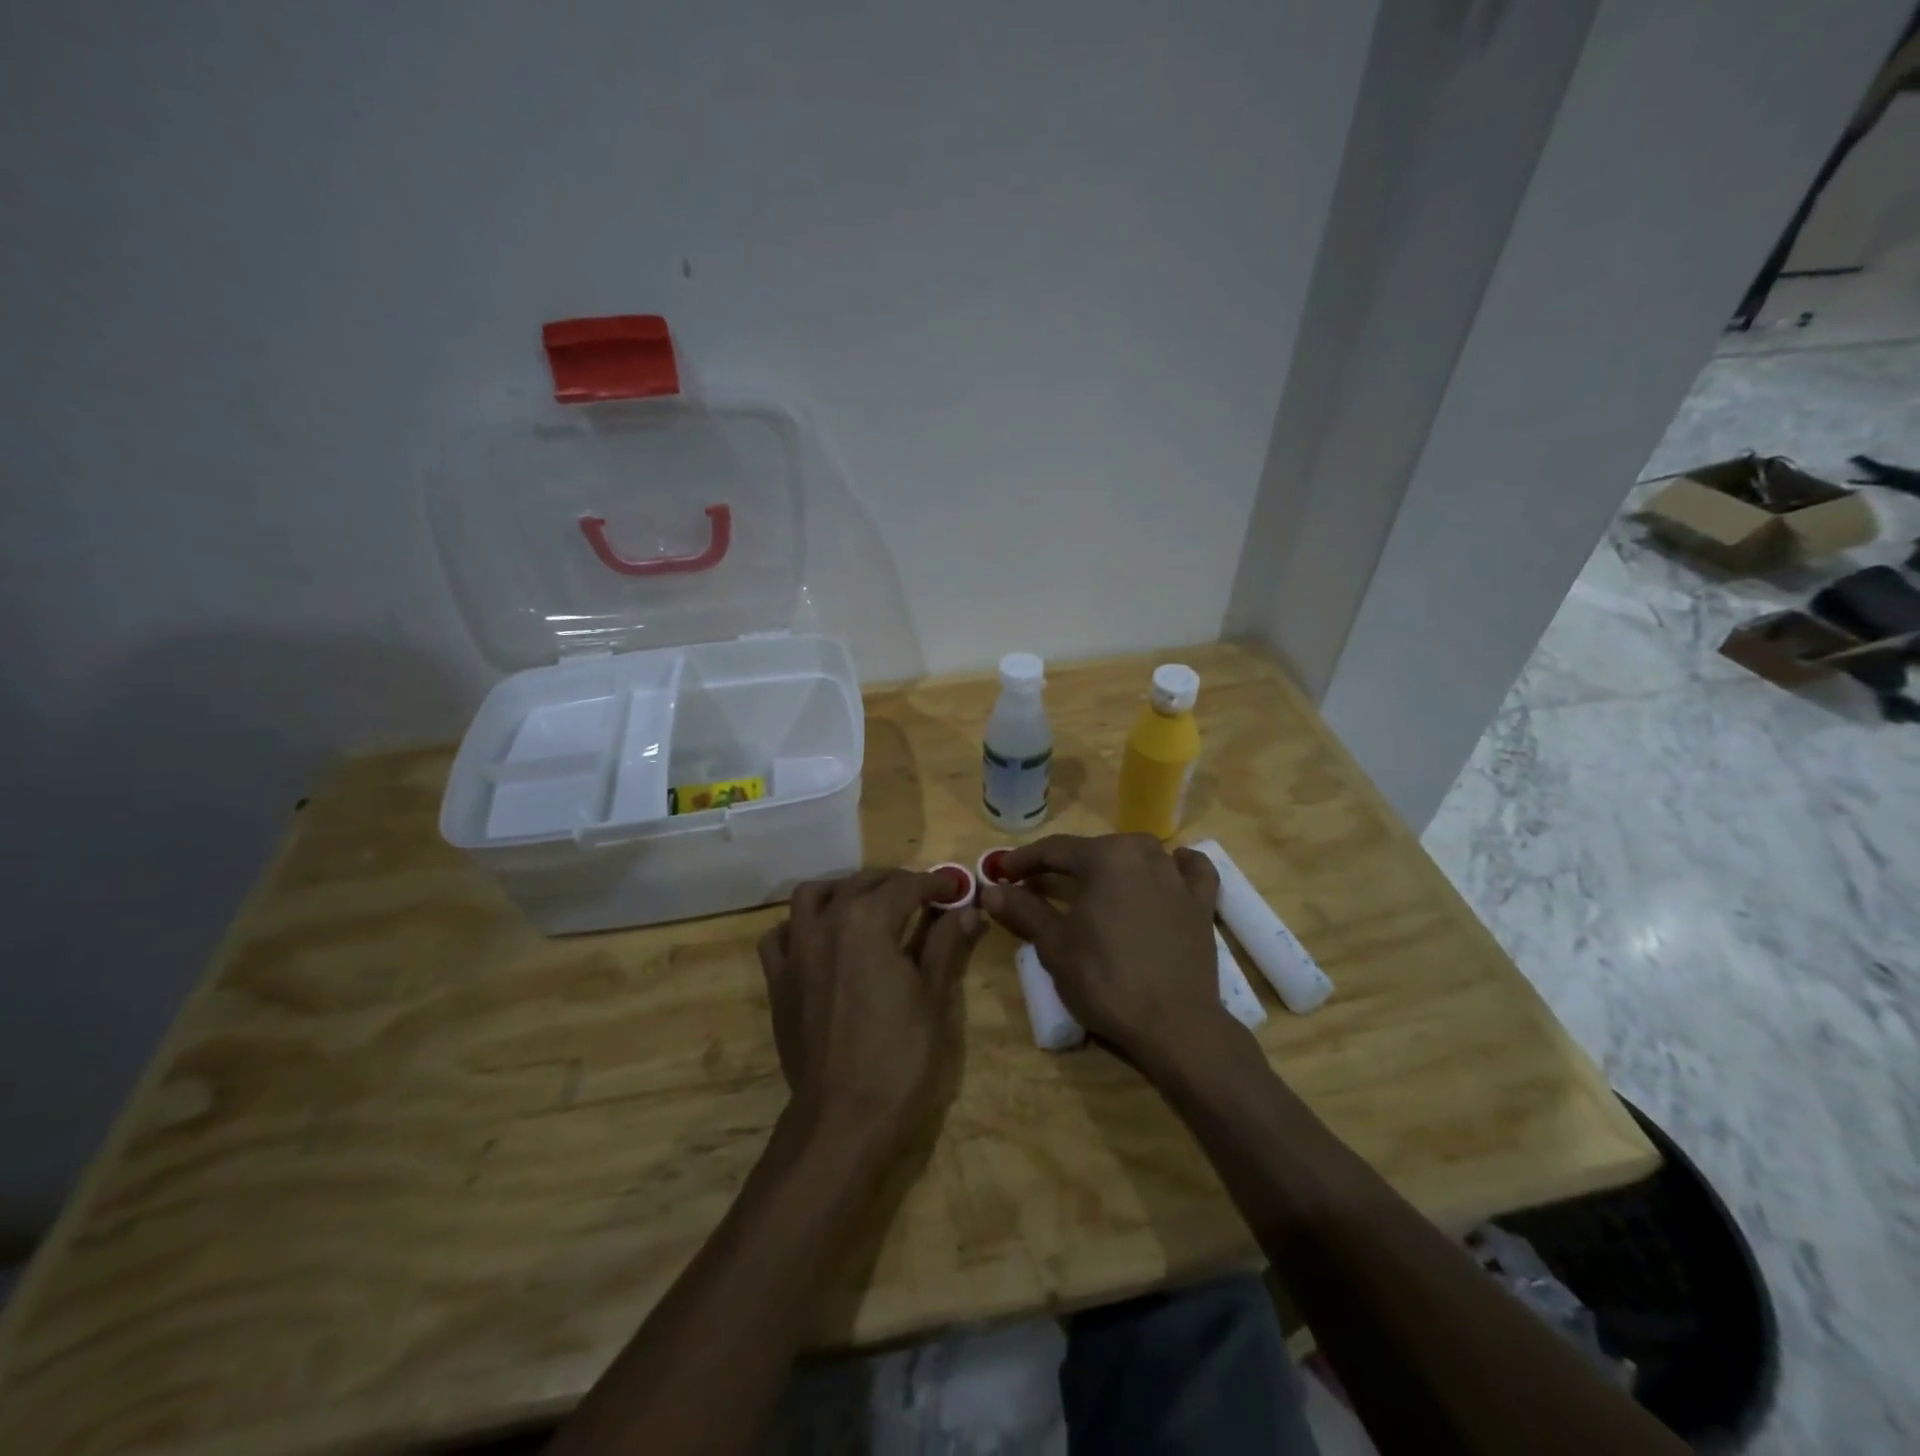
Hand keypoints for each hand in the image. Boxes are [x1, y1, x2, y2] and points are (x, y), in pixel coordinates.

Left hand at [758, 869, 986, 1147]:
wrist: (843, 1117)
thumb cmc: (899, 1056)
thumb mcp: (933, 996)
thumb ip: (946, 944)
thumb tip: (968, 909)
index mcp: (868, 922)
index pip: (907, 887)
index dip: (936, 883)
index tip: (956, 886)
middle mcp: (826, 924)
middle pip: (861, 884)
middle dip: (894, 882)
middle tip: (922, 895)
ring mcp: (796, 951)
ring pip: (812, 896)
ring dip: (841, 890)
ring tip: (866, 903)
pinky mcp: (778, 981)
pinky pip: (780, 935)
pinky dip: (799, 925)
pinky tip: (819, 937)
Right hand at [980, 833, 1241, 1069]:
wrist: (1173, 1023)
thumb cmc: (1105, 980)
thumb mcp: (1054, 946)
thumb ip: (1024, 910)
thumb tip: (990, 890)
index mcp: (1104, 857)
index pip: (1054, 850)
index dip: (1024, 860)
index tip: (1002, 872)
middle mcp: (1142, 853)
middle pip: (1095, 849)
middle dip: (1065, 864)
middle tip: (1039, 884)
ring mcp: (1176, 876)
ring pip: (1138, 855)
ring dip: (1113, 863)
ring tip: (1095, 883)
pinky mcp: (1201, 902)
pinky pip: (1190, 871)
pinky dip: (1176, 866)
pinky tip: (1169, 869)